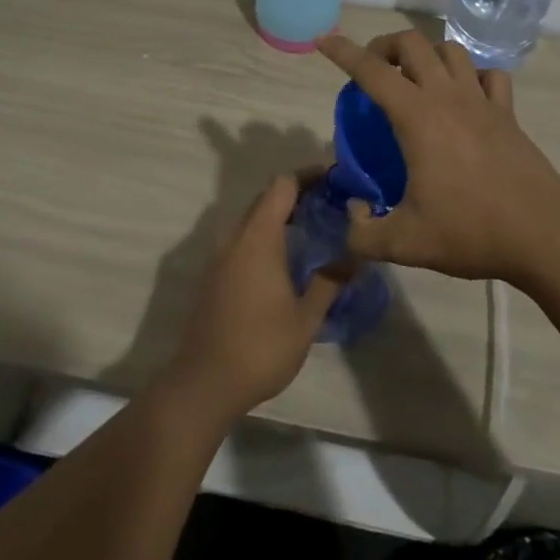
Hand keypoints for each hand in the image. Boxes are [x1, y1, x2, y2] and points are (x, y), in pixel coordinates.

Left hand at [161, 175, 342, 422]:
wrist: (203, 383)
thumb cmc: (260, 348)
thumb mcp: (306, 319)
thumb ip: (330, 281)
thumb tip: (356, 254)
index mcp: (258, 237)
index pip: (282, 185)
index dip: (309, 176)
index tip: (336, 180)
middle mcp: (236, 236)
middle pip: (266, 198)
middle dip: (298, 194)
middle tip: (332, 204)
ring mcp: (220, 255)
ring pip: (253, 218)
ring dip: (280, 215)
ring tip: (313, 228)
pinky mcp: (214, 273)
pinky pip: (242, 238)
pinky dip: (265, 234)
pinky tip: (286, 257)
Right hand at [316, 30, 559, 288]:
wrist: (544, 236)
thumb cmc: (471, 231)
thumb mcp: (405, 243)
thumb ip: (362, 233)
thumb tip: (350, 216)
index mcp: (417, 117)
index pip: (371, 70)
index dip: (343, 51)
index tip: (324, 40)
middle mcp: (448, 96)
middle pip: (412, 43)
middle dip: (385, 46)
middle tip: (374, 71)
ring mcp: (482, 101)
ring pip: (450, 50)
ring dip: (426, 54)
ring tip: (415, 79)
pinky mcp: (508, 114)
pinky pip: (488, 75)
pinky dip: (471, 74)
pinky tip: (465, 95)